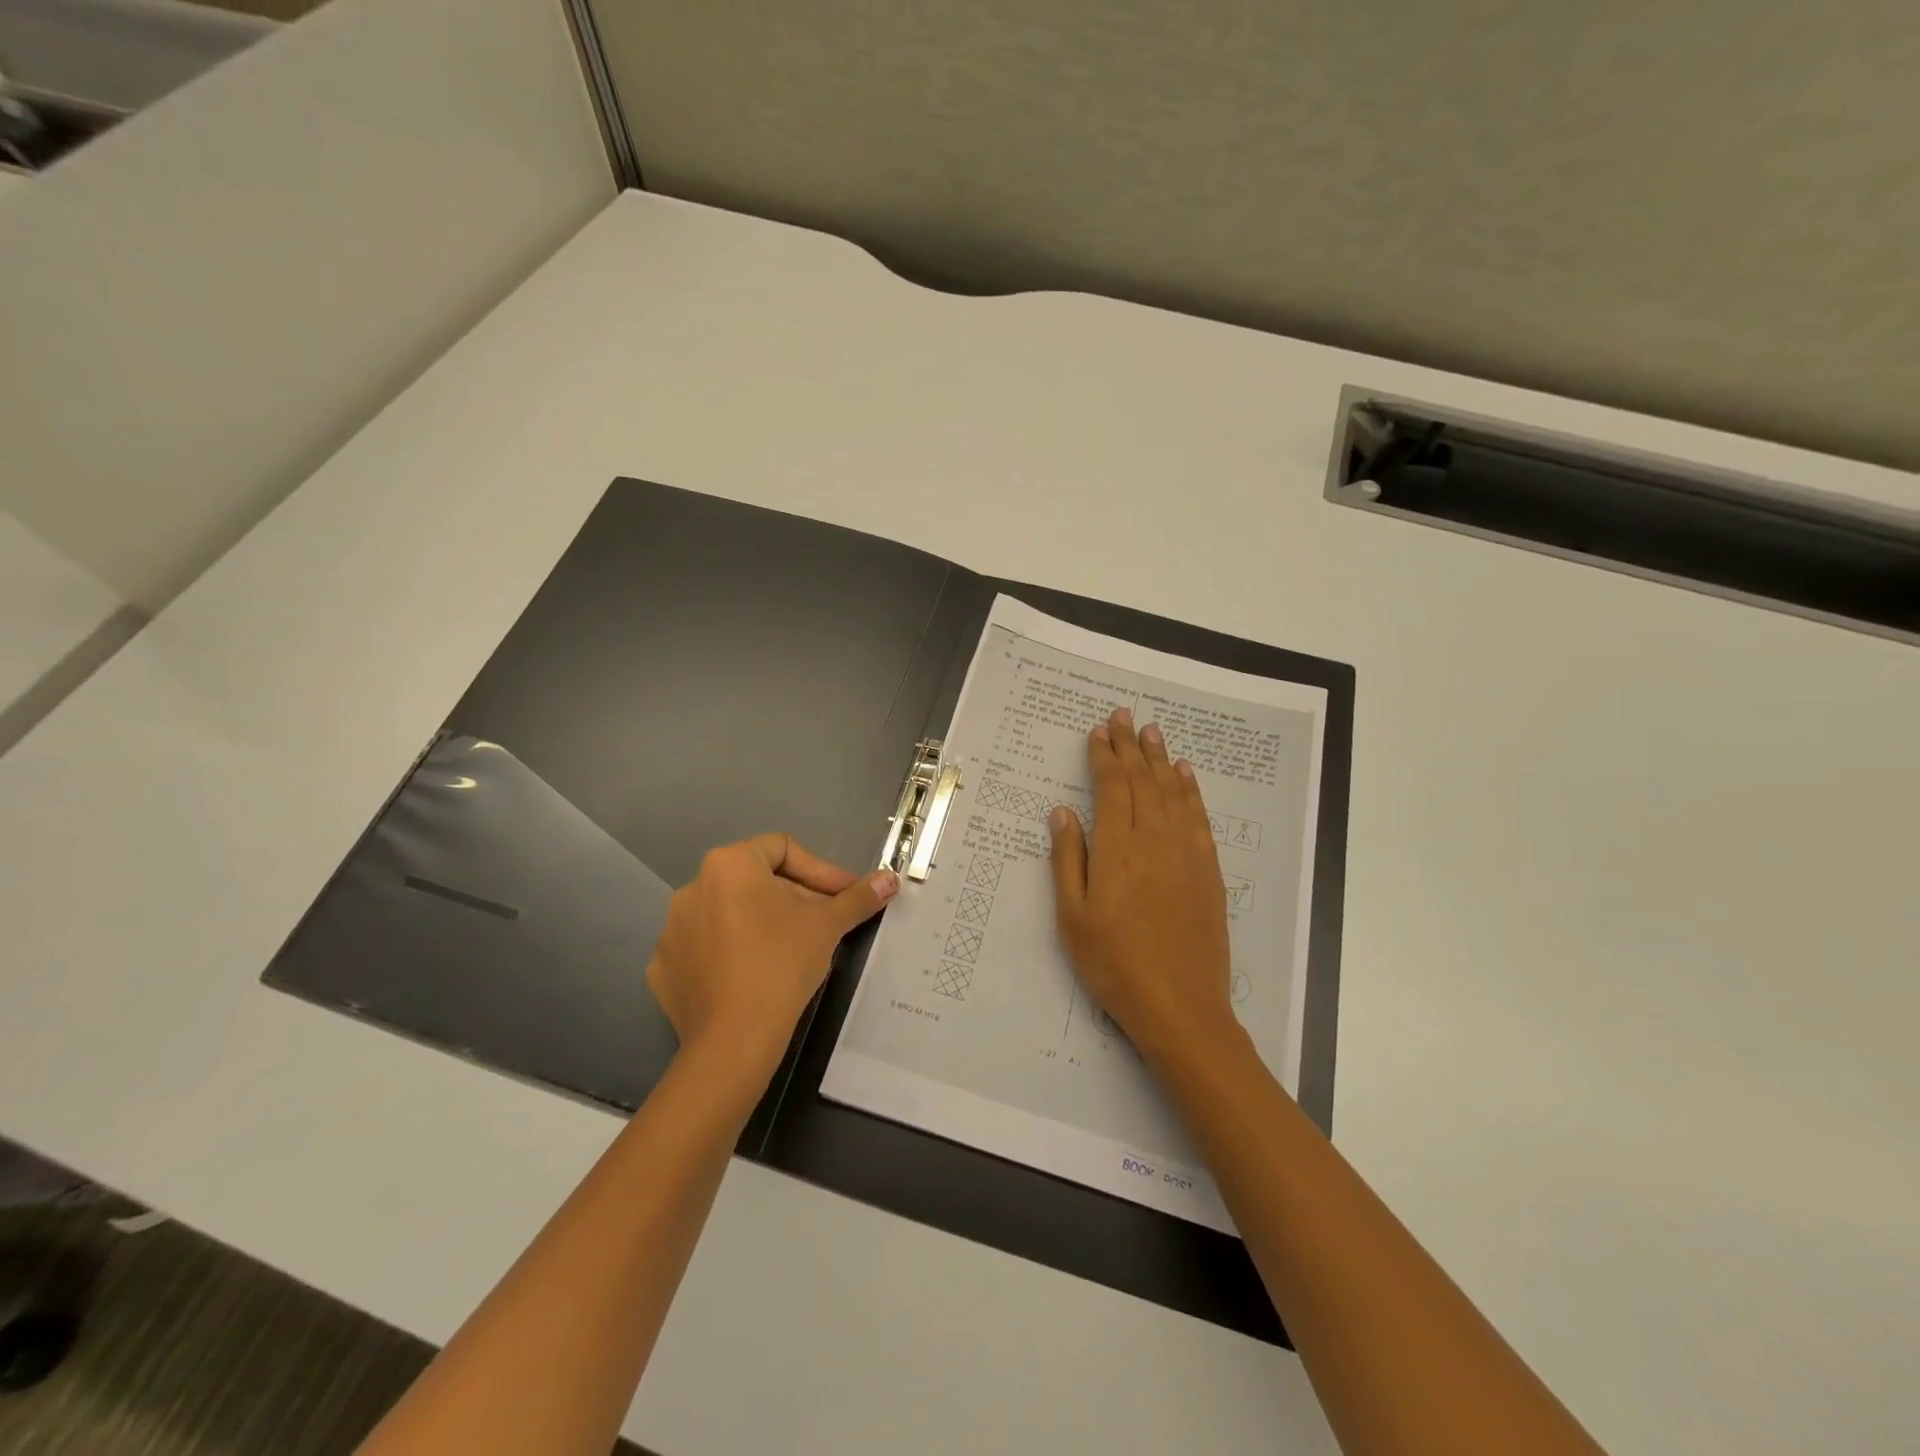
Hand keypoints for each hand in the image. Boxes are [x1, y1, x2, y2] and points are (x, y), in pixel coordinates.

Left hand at [647, 835, 897, 1088]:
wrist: (733, 1040)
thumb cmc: (782, 964)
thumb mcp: (828, 925)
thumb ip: (858, 897)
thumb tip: (889, 879)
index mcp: (729, 864)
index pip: (783, 849)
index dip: (821, 871)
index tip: (844, 896)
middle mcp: (693, 886)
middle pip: (757, 880)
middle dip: (795, 898)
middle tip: (824, 924)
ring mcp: (673, 929)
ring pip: (730, 913)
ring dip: (763, 923)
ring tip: (791, 950)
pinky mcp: (664, 967)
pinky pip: (706, 947)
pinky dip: (731, 953)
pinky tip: (753, 974)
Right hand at [1047, 707, 1238, 1068]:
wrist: (1180, 1007)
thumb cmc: (1114, 964)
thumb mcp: (1073, 916)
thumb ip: (1068, 858)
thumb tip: (1062, 811)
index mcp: (1117, 849)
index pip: (1112, 787)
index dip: (1105, 756)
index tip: (1098, 731)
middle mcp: (1155, 840)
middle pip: (1144, 781)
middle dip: (1132, 746)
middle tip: (1125, 716)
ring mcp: (1188, 854)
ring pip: (1173, 792)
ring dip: (1161, 759)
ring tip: (1152, 732)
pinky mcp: (1209, 871)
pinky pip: (1199, 818)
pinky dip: (1191, 790)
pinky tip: (1185, 775)